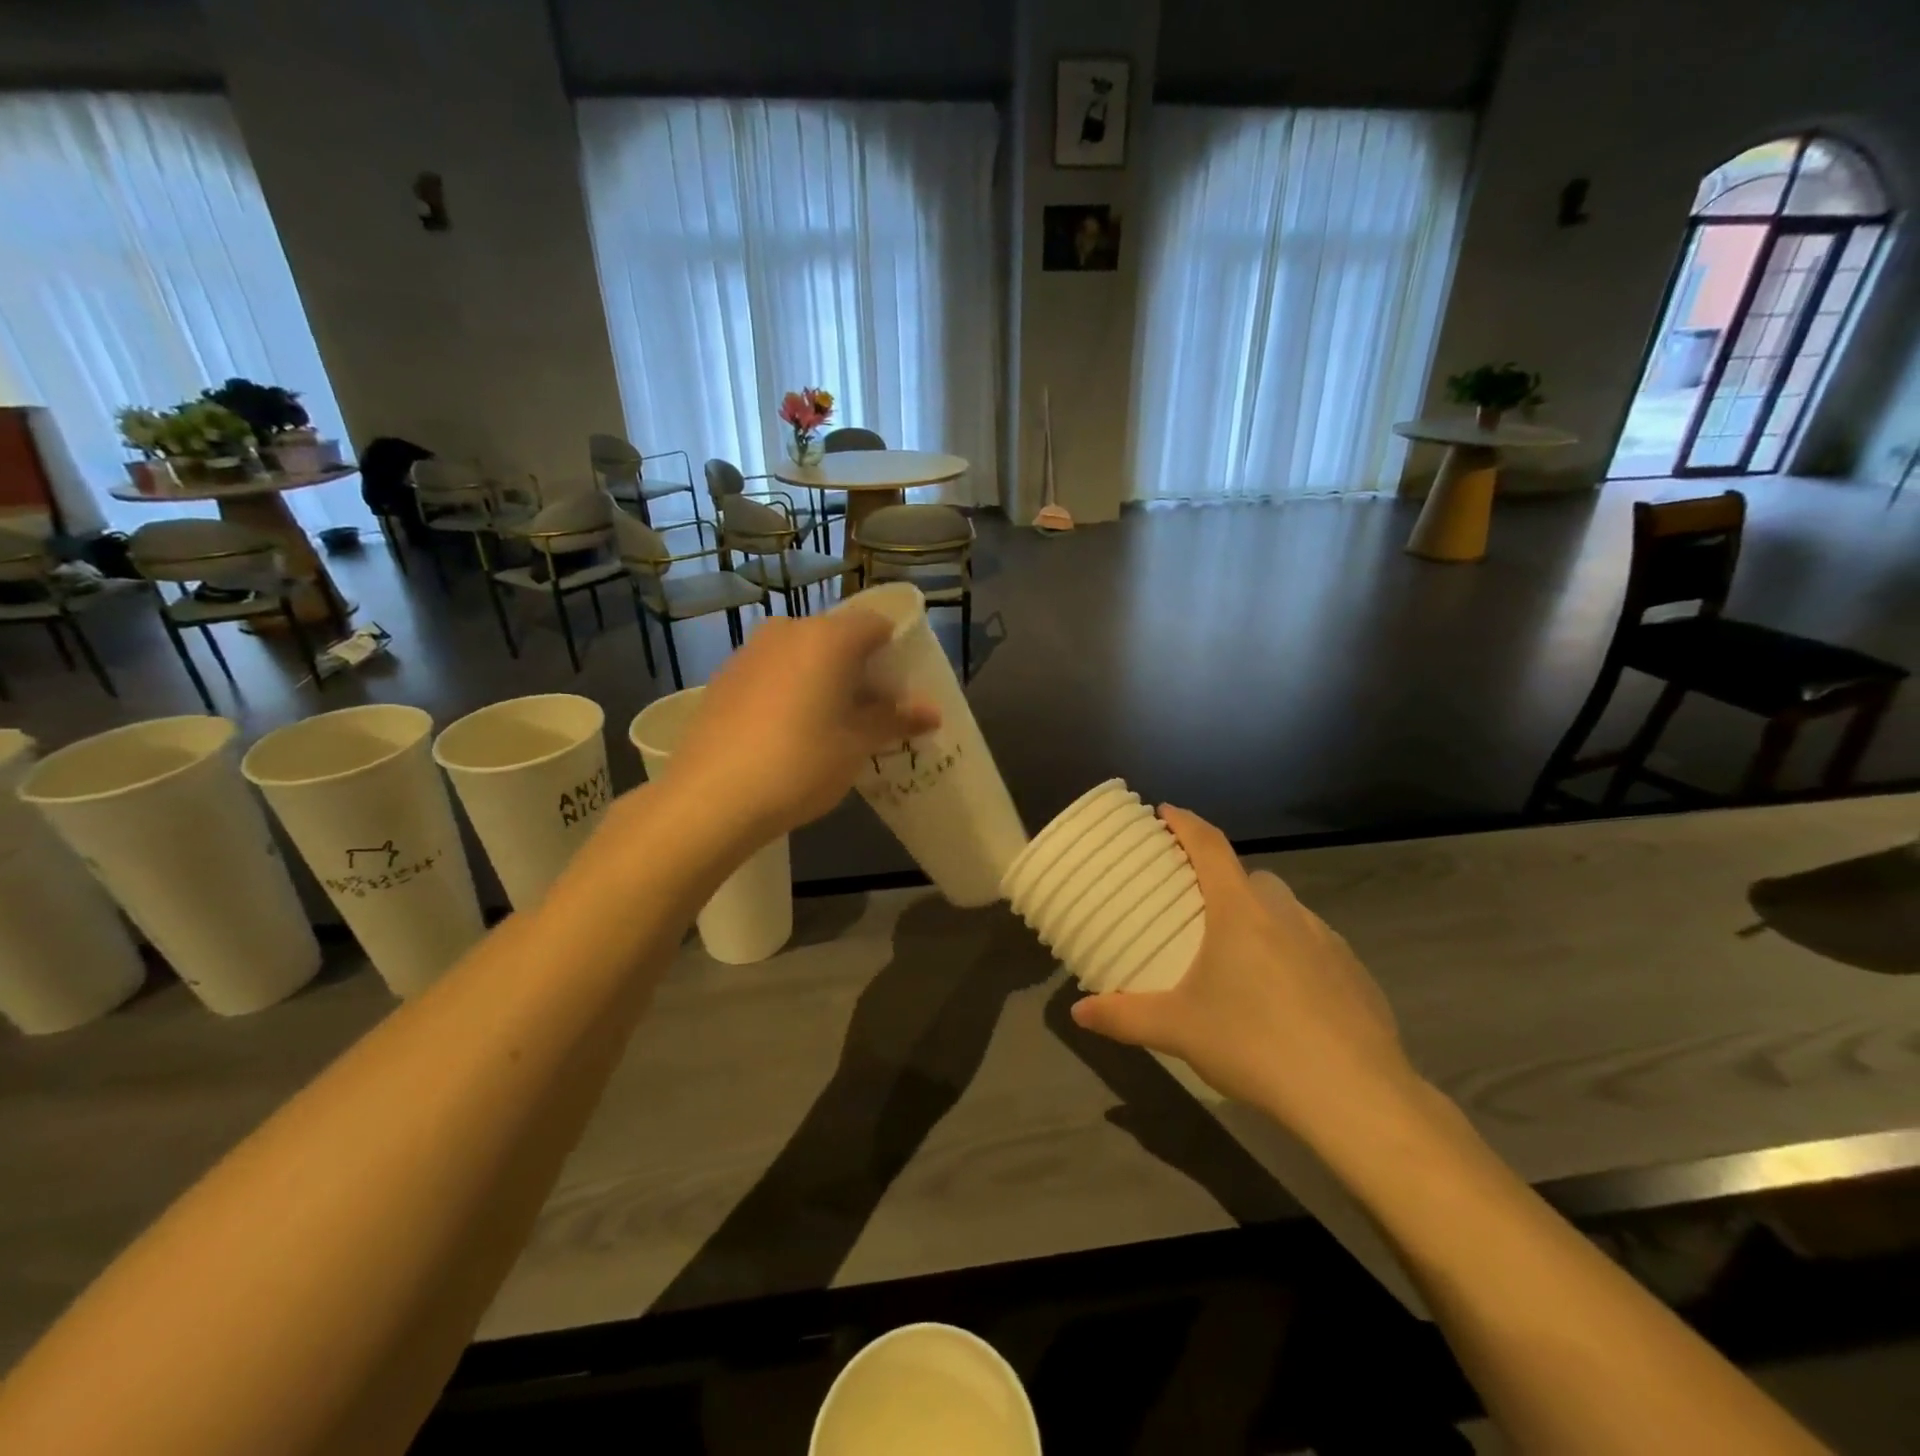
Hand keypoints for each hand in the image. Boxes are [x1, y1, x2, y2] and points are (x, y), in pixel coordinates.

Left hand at [666, 610, 939, 839]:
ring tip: (832, 727)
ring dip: (825, 681)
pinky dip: (792, 690)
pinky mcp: (724, 677)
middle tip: (872, 715)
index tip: (901, 691)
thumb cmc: (800, 764)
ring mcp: (750, 652)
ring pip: (803, 655)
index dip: (895, 653)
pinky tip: (790, 733)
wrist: (711, 798)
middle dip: (861, 670)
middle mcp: (788, 630)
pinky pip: (773, 672)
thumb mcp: (856, 745)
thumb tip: (932, 711)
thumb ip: (895, 720)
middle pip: (838, 638)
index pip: (877, 624)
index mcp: (828, 637)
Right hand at [1070, 806, 1423, 1144]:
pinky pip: (1314, 945)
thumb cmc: (1254, 1044)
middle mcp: (1286, 912)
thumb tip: (1078, 1012)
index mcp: (1240, 910)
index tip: (1166, 812)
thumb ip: (1124, 1016)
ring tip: (1239, 958)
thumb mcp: (1177, 1030)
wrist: (1355, 1096)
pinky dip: (1293, 953)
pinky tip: (1285, 997)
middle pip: (1249, 877)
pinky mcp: (1355, 973)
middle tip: (1197, 907)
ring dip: (1260, 918)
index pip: (1209, 846)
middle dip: (1222, 880)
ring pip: (1285, 911)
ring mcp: (1327, 940)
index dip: (1186, 823)